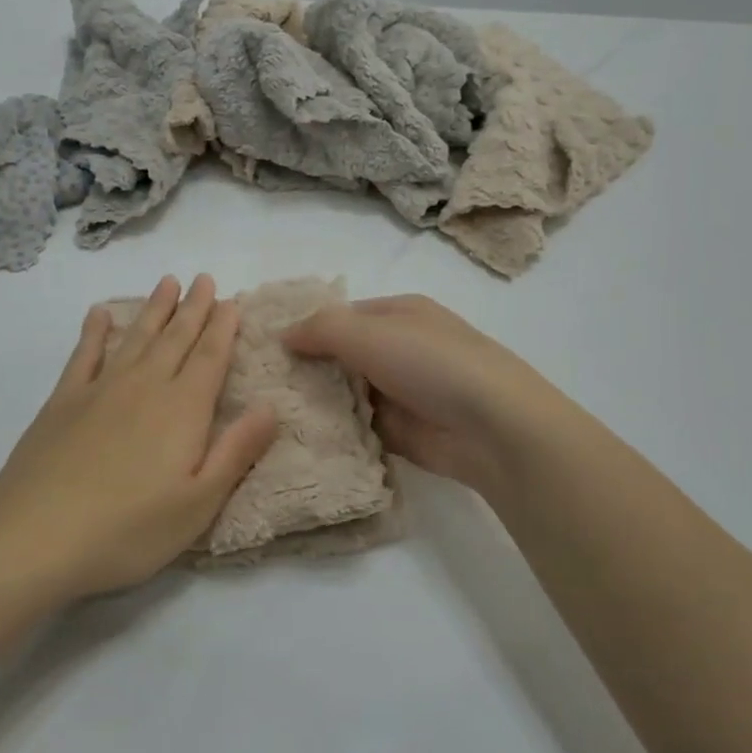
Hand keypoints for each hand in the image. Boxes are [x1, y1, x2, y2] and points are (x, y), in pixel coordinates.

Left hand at [0, 275, 277, 599]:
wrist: (35, 535)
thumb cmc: (128, 530)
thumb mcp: (198, 504)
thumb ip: (236, 451)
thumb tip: (270, 407)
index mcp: (182, 410)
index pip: (210, 358)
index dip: (222, 328)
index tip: (231, 301)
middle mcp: (145, 387)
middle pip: (175, 338)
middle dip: (193, 307)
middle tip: (204, 278)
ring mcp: (100, 389)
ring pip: (135, 337)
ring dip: (154, 309)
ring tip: (167, 282)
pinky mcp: (63, 401)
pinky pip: (84, 354)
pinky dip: (94, 330)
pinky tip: (100, 313)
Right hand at [283, 294, 556, 498]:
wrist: (493, 428)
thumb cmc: (430, 363)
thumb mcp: (368, 333)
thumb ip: (320, 329)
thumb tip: (282, 335)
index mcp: (398, 314)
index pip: (341, 316)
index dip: (305, 327)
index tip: (265, 347)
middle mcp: (399, 349)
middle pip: (341, 355)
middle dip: (306, 368)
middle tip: (258, 384)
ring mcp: (401, 392)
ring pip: (346, 393)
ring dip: (317, 402)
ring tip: (267, 412)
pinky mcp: (401, 432)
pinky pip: (357, 428)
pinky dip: (334, 432)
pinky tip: (296, 438)